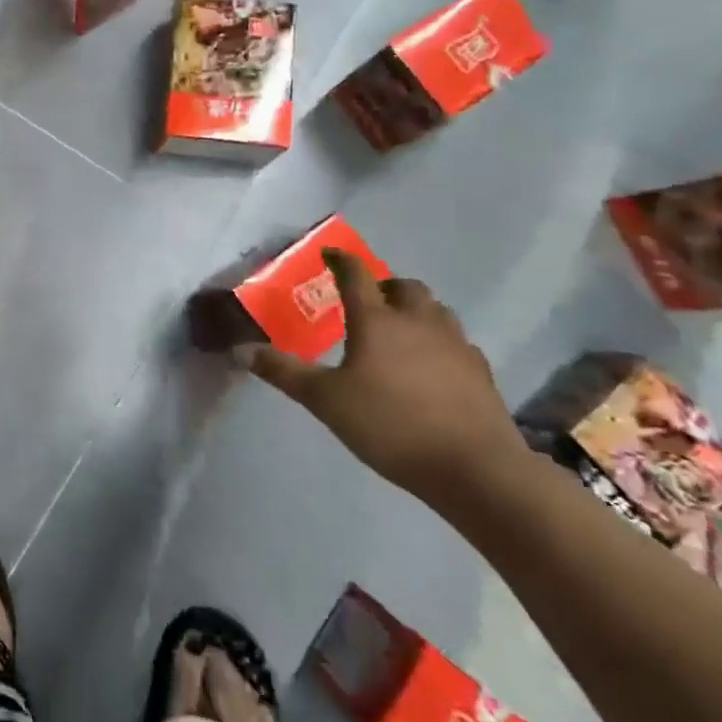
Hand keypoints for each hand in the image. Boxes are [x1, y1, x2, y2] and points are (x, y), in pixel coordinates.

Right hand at [237, 253, 527, 507]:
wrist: (474, 467)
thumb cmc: (390, 426)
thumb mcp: (325, 400)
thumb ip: (284, 373)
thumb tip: (241, 350)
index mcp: (377, 320)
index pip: (356, 275)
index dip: (341, 260)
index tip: (330, 255)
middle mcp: (417, 321)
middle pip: (404, 287)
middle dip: (384, 287)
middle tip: (367, 302)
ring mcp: (454, 344)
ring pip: (435, 310)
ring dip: (415, 310)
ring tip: (399, 331)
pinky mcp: (479, 370)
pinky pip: (456, 341)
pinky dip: (439, 342)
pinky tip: (431, 367)